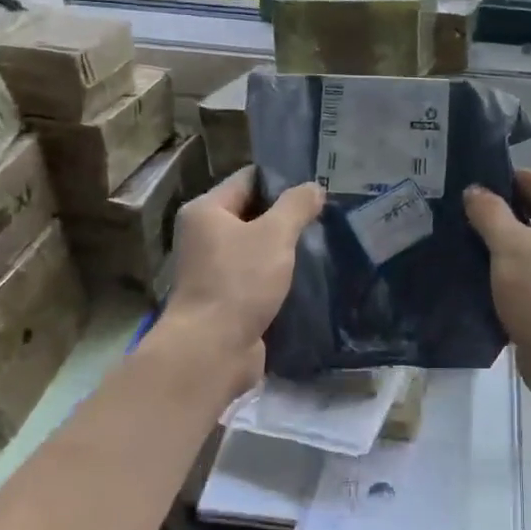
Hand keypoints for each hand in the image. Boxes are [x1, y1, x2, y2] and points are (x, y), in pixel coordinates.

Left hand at [161, 166, 323, 392]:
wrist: (212, 350)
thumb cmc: (239, 282)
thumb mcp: (274, 235)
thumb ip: (296, 206)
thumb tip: (314, 187)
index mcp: (206, 211)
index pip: (248, 179)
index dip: (282, 179)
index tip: (317, 185)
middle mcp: (204, 236)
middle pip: (252, 213)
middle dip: (287, 215)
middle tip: (327, 213)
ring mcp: (213, 270)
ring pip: (257, 248)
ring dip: (285, 248)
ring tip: (324, 242)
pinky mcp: (227, 299)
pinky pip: (257, 276)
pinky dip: (279, 275)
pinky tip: (309, 275)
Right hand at [463, 169, 530, 382]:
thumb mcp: (508, 246)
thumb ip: (489, 212)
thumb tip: (475, 190)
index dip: (502, 181)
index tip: (469, 189)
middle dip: (503, 212)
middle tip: (464, 215)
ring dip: (509, 240)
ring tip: (471, 241)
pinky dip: (518, 264)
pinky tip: (489, 270)